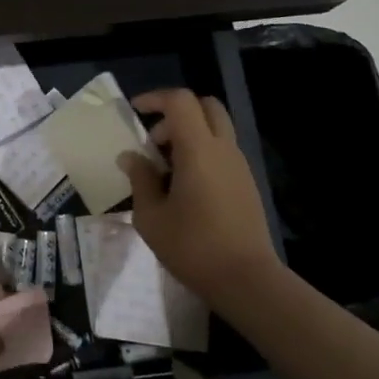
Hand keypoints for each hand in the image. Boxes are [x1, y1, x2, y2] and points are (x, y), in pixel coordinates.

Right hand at [119, 88, 278, 311]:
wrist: (247, 281)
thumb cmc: (193, 247)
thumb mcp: (151, 217)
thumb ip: (140, 180)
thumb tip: (131, 157)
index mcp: (198, 149)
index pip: (180, 101)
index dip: (155, 98)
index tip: (134, 111)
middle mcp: (223, 149)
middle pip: (206, 106)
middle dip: (177, 112)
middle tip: (156, 139)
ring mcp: (239, 166)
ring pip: (216, 129)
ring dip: (189, 135)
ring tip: (166, 169)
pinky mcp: (246, 184)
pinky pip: (222, 151)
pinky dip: (202, 153)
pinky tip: (185, 187)